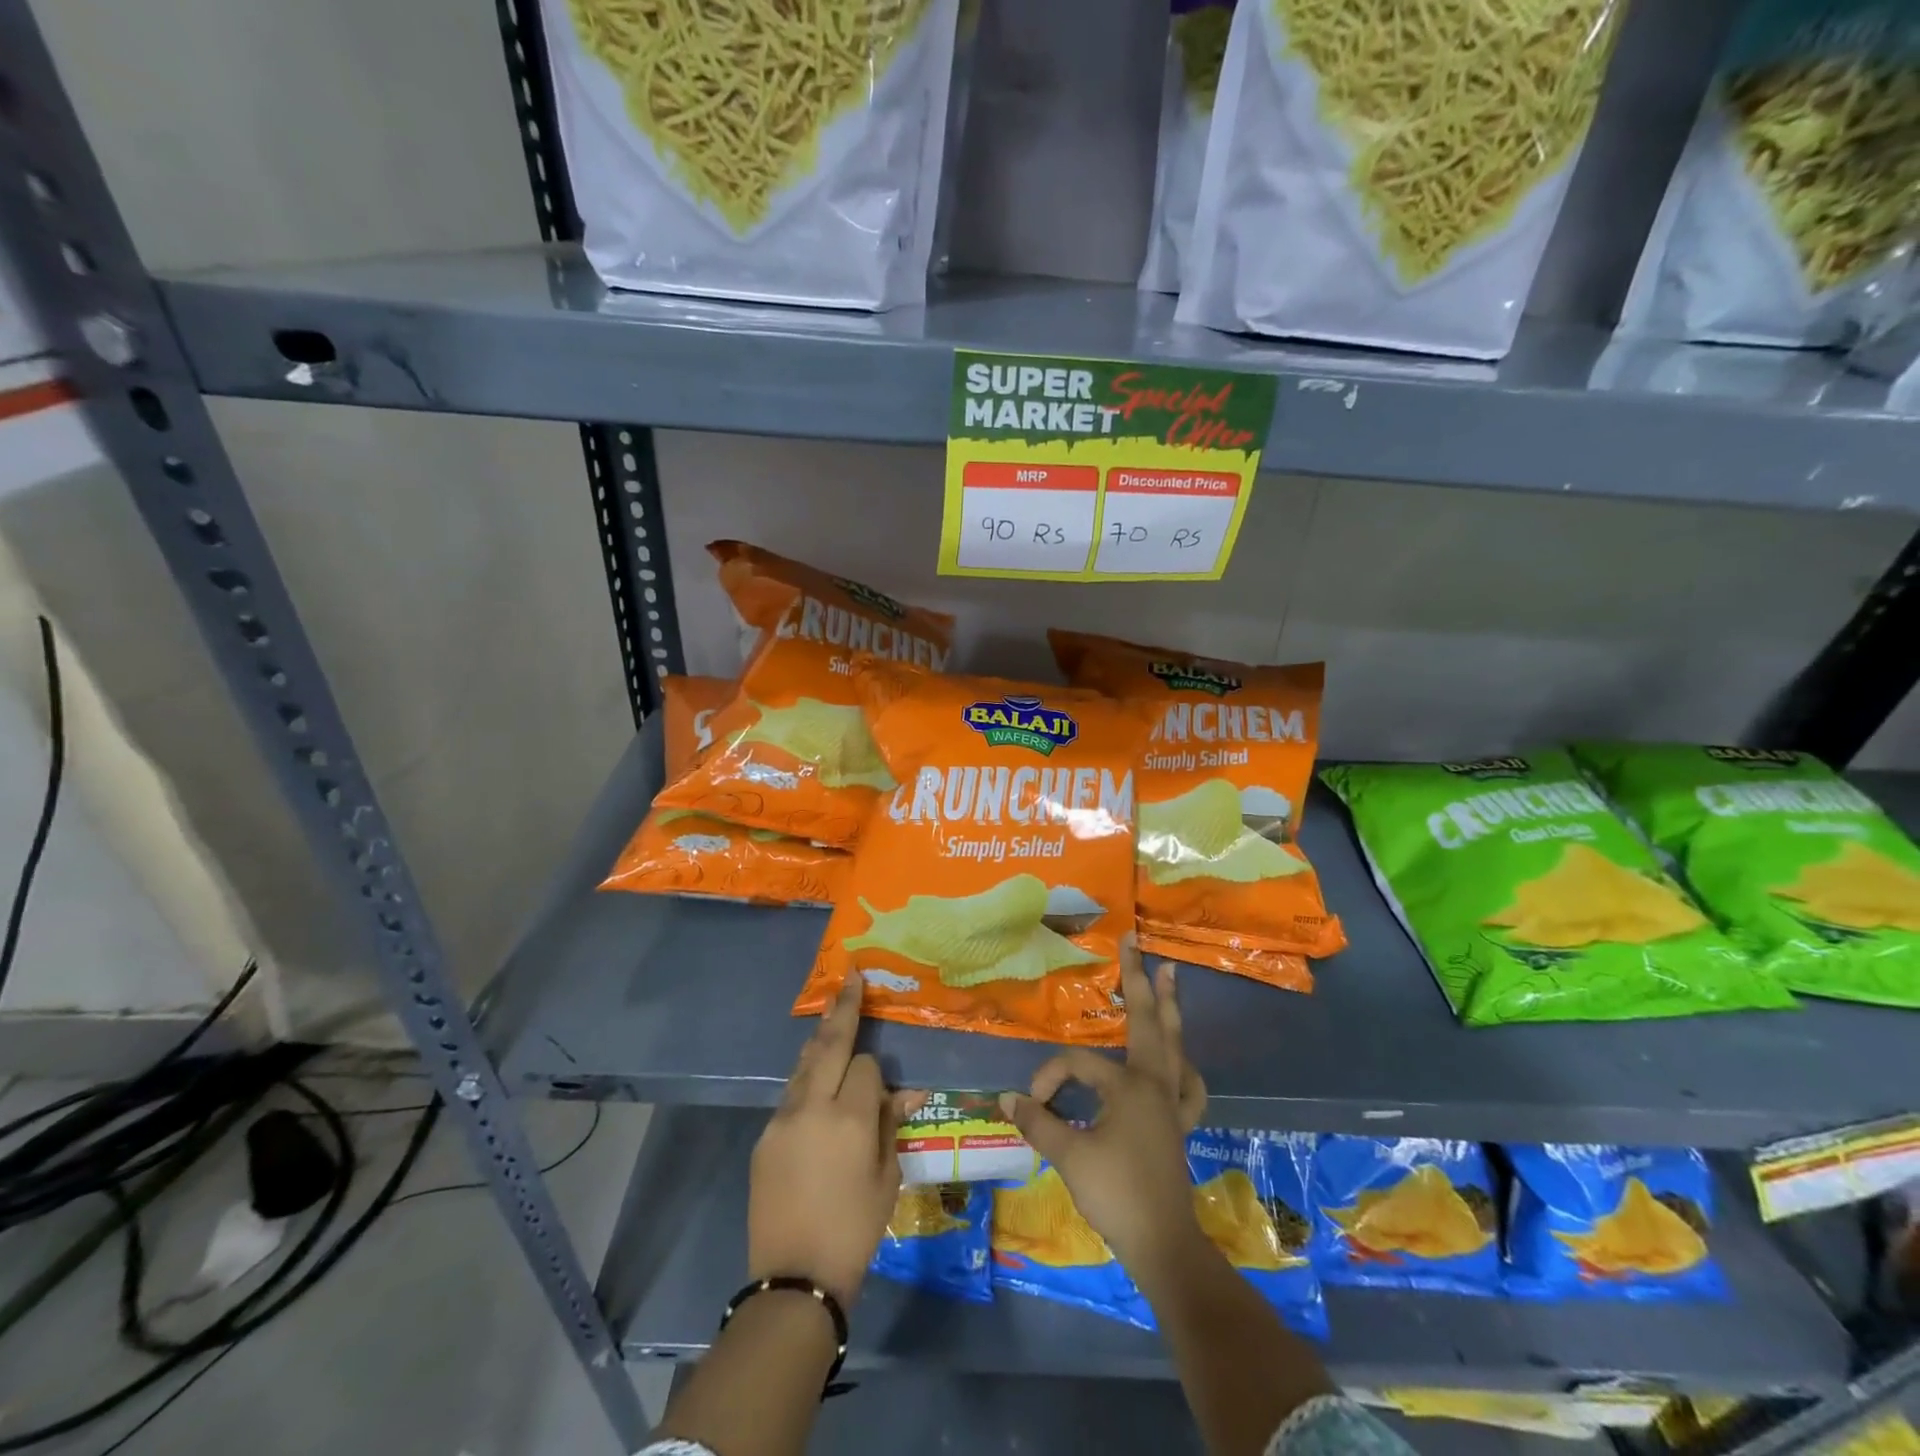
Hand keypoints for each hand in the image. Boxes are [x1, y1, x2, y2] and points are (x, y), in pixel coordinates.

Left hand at [750, 977, 926, 1306]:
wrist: (794, 1280)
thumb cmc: (854, 1229)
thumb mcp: (887, 1178)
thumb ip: (890, 1125)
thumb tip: (904, 1091)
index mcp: (850, 1119)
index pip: (865, 1065)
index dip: (874, 1074)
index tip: (880, 1095)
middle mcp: (812, 1107)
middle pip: (828, 1045)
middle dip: (842, 1008)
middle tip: (849, 977)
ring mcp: (782, 1120)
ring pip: (804, 1065)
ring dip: (820, 1041)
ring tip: (831, 1014)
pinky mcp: (764, 1137)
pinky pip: (790, 1096)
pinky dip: (806, 1082)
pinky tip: (814, 1088)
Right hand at [999, 938, 1207, 1278]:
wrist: (1163, 1245)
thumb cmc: (1116, 1194)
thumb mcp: (1069, 1155)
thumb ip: (1038, 1122)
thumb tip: (1006, 1097)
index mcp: (1129, 1085)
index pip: (1077, 1065)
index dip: (1049, 1079)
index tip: (1031, 1106)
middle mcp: (1155, 1083)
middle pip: (1149, 1021)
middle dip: (1140, 981)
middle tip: (1137, 943)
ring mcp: (1172, 1102)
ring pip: (1174, 1043)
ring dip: (1170, 1010)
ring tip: (1170, 977)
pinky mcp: (1179, 1124)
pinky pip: (1188, 1084)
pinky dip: (1184, 1065)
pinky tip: (1181, 1061)